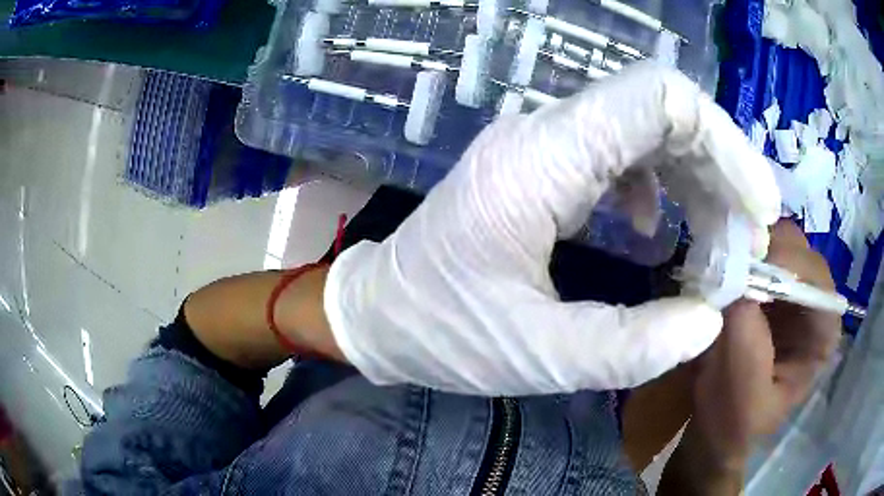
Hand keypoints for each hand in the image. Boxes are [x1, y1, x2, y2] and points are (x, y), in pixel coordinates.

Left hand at [323, 63, 780, 395]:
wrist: (379, 312)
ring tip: (713, 253)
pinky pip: (623, 156)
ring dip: (698, 187)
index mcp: (538, 162)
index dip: (726, 144)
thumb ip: (628, 348)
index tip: (759, 209)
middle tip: (741, 249)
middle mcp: (544, 134)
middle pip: (663, 114)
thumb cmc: (440, 333)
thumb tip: (708, 322)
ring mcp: (543, 145)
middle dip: (721, 176)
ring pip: (649, 134)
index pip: (658, 99)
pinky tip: (656, 234)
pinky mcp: (544, 167)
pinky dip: (661, 191)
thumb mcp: (534, 357)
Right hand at [686, 219, 840, 469]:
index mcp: (822, 333)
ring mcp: (792, 288)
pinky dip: (739, 250)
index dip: (787, 265)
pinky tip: (722, 266)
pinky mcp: (769, 284)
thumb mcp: (741, 391)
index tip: (748, 268)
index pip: (816, 278)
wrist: (716, 425)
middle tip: (729, 260)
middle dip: (765, 249)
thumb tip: (732, 270)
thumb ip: (745, 335)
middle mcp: (815, 301)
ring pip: (777, 241)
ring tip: (723, 264)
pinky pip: (758, 250)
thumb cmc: (734, 419)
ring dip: (750, 245)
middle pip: (799, 250)